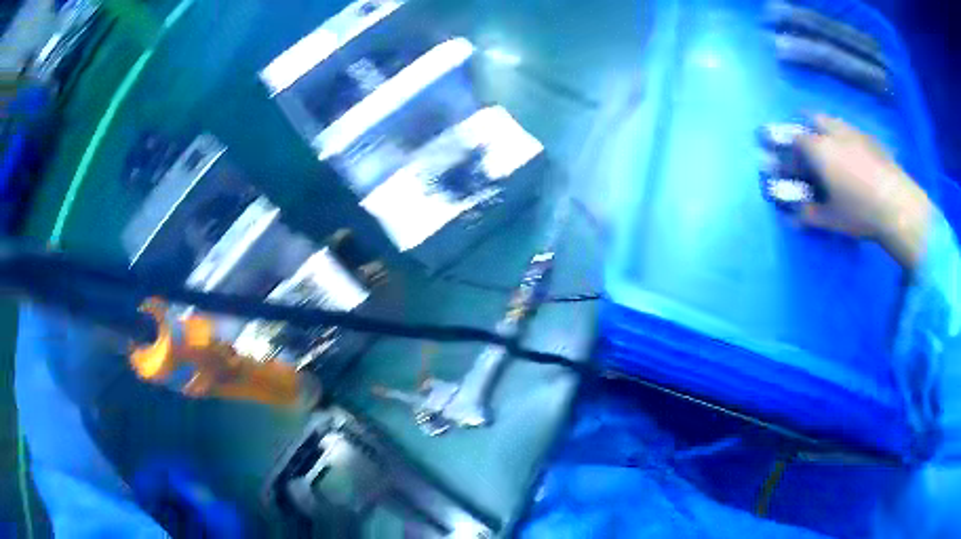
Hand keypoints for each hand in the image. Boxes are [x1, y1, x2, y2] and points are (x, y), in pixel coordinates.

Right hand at [797, 115, 931, 269]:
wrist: (897, 205)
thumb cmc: (860, 211)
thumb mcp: (831, 219)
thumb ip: (809, 214)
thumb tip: (794, 215)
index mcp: (819, 148)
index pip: (796, 141)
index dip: (792, 154)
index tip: (795, 171)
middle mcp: (834, 132)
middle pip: (813, 119)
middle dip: (808, 131)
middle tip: (812, 152)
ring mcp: (854, 132)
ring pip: (834, 122)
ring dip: (828, 132)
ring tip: (834, 155)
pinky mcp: (871, 139)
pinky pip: (852, 132)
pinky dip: (847, 140)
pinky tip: (856, 160)